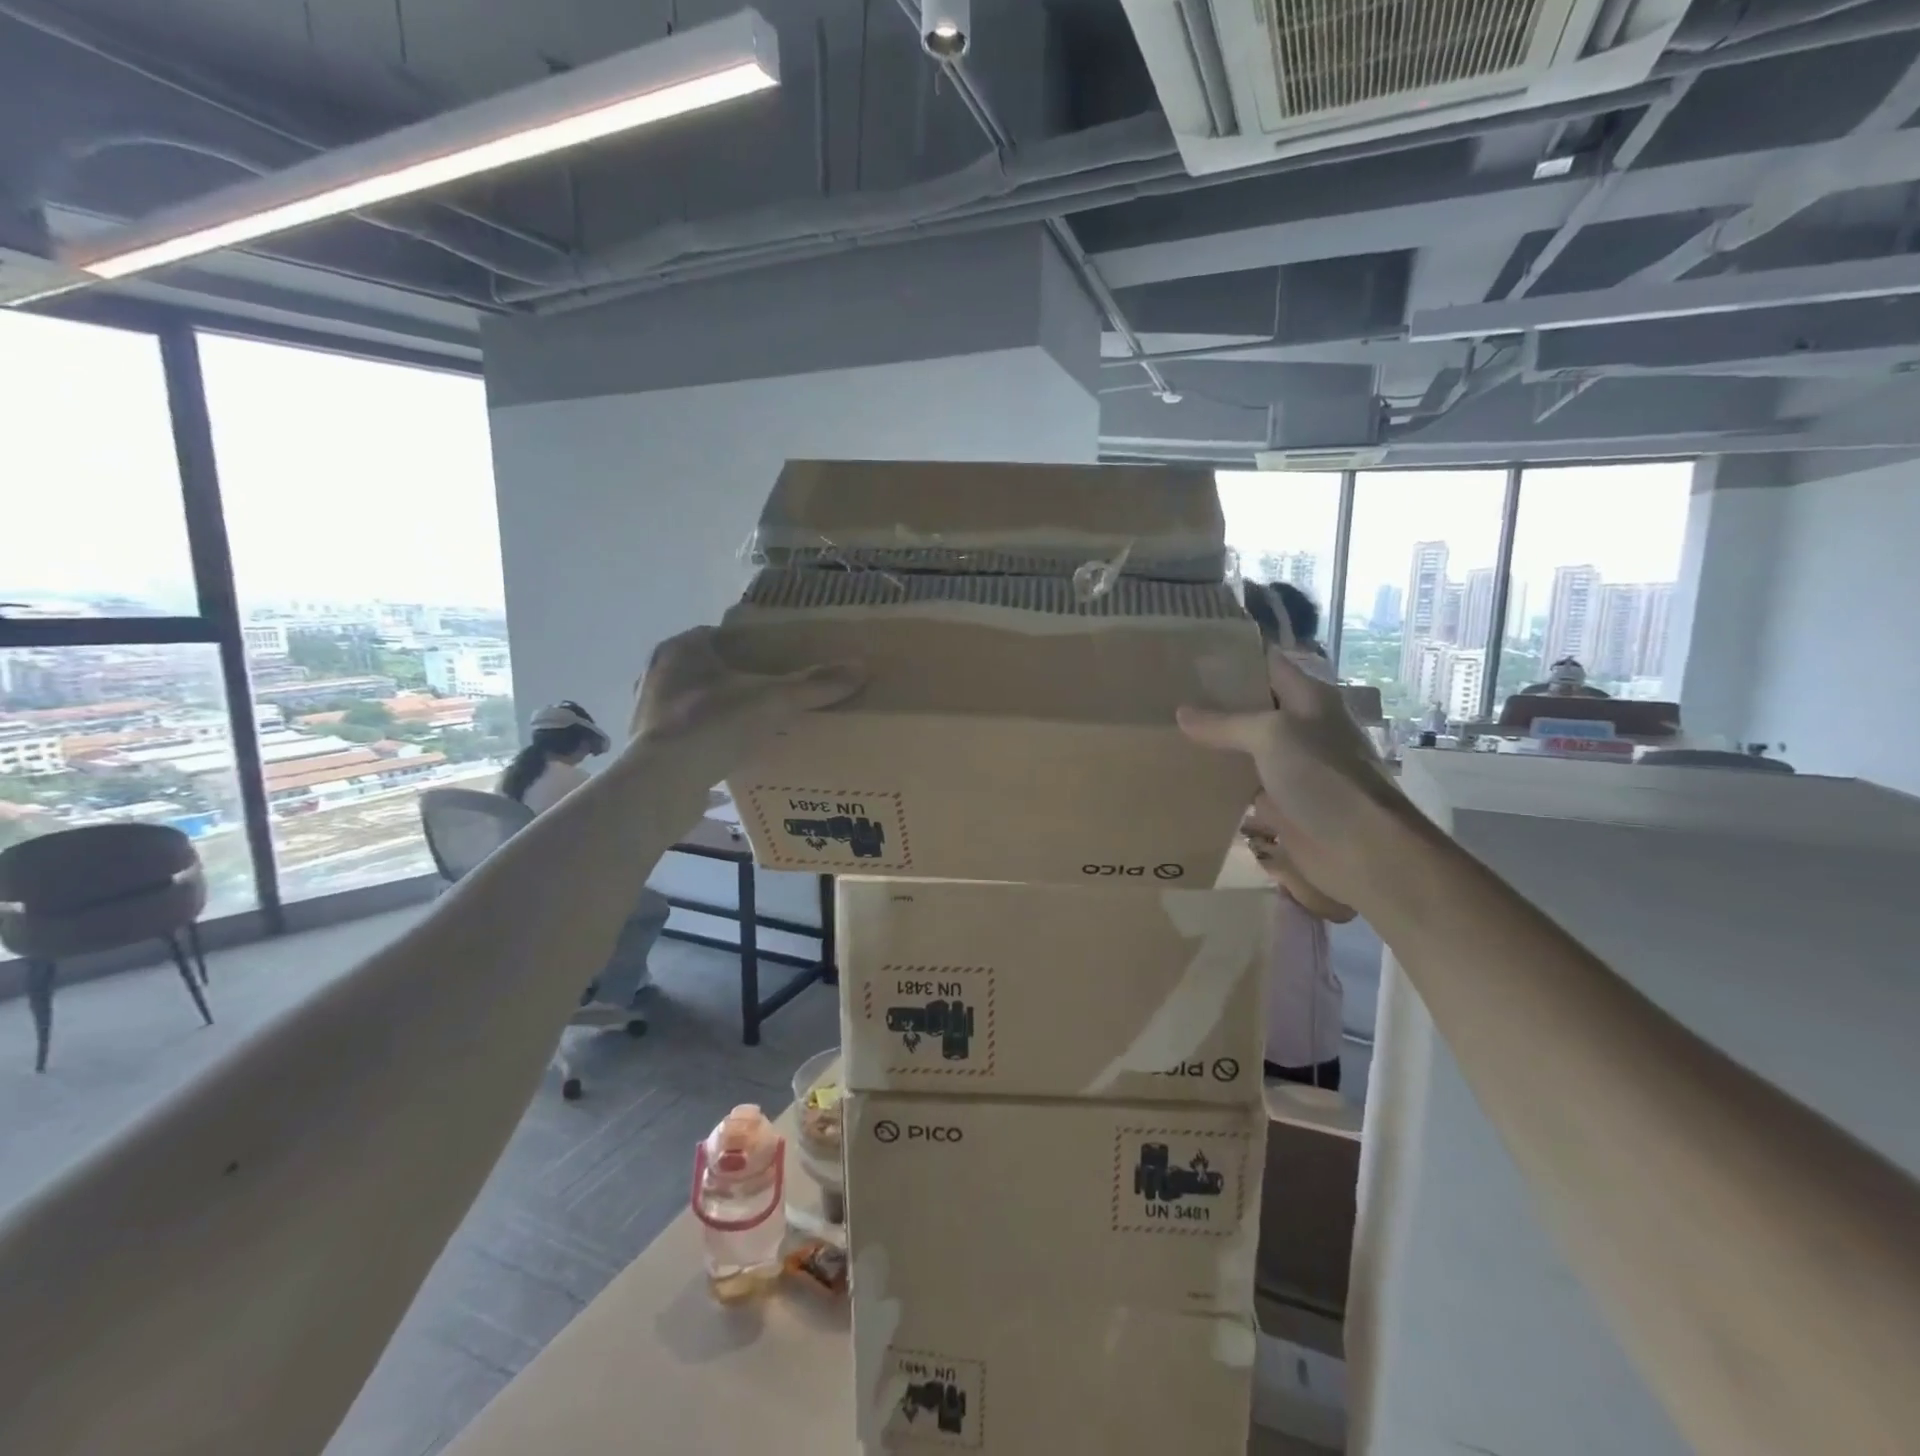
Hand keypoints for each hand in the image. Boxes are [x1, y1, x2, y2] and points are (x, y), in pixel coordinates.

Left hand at [630, 627, 862, 762]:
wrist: (663, 782)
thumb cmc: (713, 724)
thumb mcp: (773, 701)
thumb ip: (814, 685)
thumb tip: (860, 667)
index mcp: (681, 649)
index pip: (716, 634)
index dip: (745, 644)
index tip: (773, 658)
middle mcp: (657, 673)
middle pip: (704, 668)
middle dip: (733, 678)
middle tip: (768, 691)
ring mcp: (648, 710)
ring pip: (692, 701)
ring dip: (717, 709)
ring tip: (752, 722)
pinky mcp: (649, 745)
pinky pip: (685, 733)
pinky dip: (706, 738)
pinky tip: (729, 751)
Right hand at [1180, 648, 1408, 908]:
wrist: (1363, 850)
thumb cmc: (1324, 778)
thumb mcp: (1272, 736)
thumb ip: (1225, 723)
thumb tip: (1182, 713)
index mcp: (1308, 698)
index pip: (1266, 663)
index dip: (1231, 657)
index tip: (1186, 655)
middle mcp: (1300, 727)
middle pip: (1251, 706)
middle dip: (1212, 702)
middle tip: (1163, 695)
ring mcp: (1290, 767)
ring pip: (1243, 747)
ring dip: (1211, 745)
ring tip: (1163, 733)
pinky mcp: (1280, 803)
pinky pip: (1241, 786)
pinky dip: (1216, 783)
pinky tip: (1182, 778)